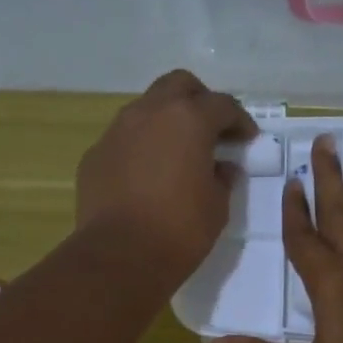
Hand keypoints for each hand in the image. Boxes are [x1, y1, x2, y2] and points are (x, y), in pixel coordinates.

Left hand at [75, 69, 255, 284]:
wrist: (119, 257)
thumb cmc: (180, 231)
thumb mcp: (216, 207)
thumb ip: (222, 178)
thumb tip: (221, 167)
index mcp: (188, 120)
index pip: (222, 105)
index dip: (239, 120)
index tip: (247, 139)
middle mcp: (149, 113)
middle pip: (178, 86)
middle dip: (199, 101)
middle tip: (211, 129)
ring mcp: (116, 132)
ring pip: (146, 108)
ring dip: (165, 121)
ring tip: (177, 151)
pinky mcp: (95, 155)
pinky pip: (123, 140)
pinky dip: (140, 147)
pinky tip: (146, 175)